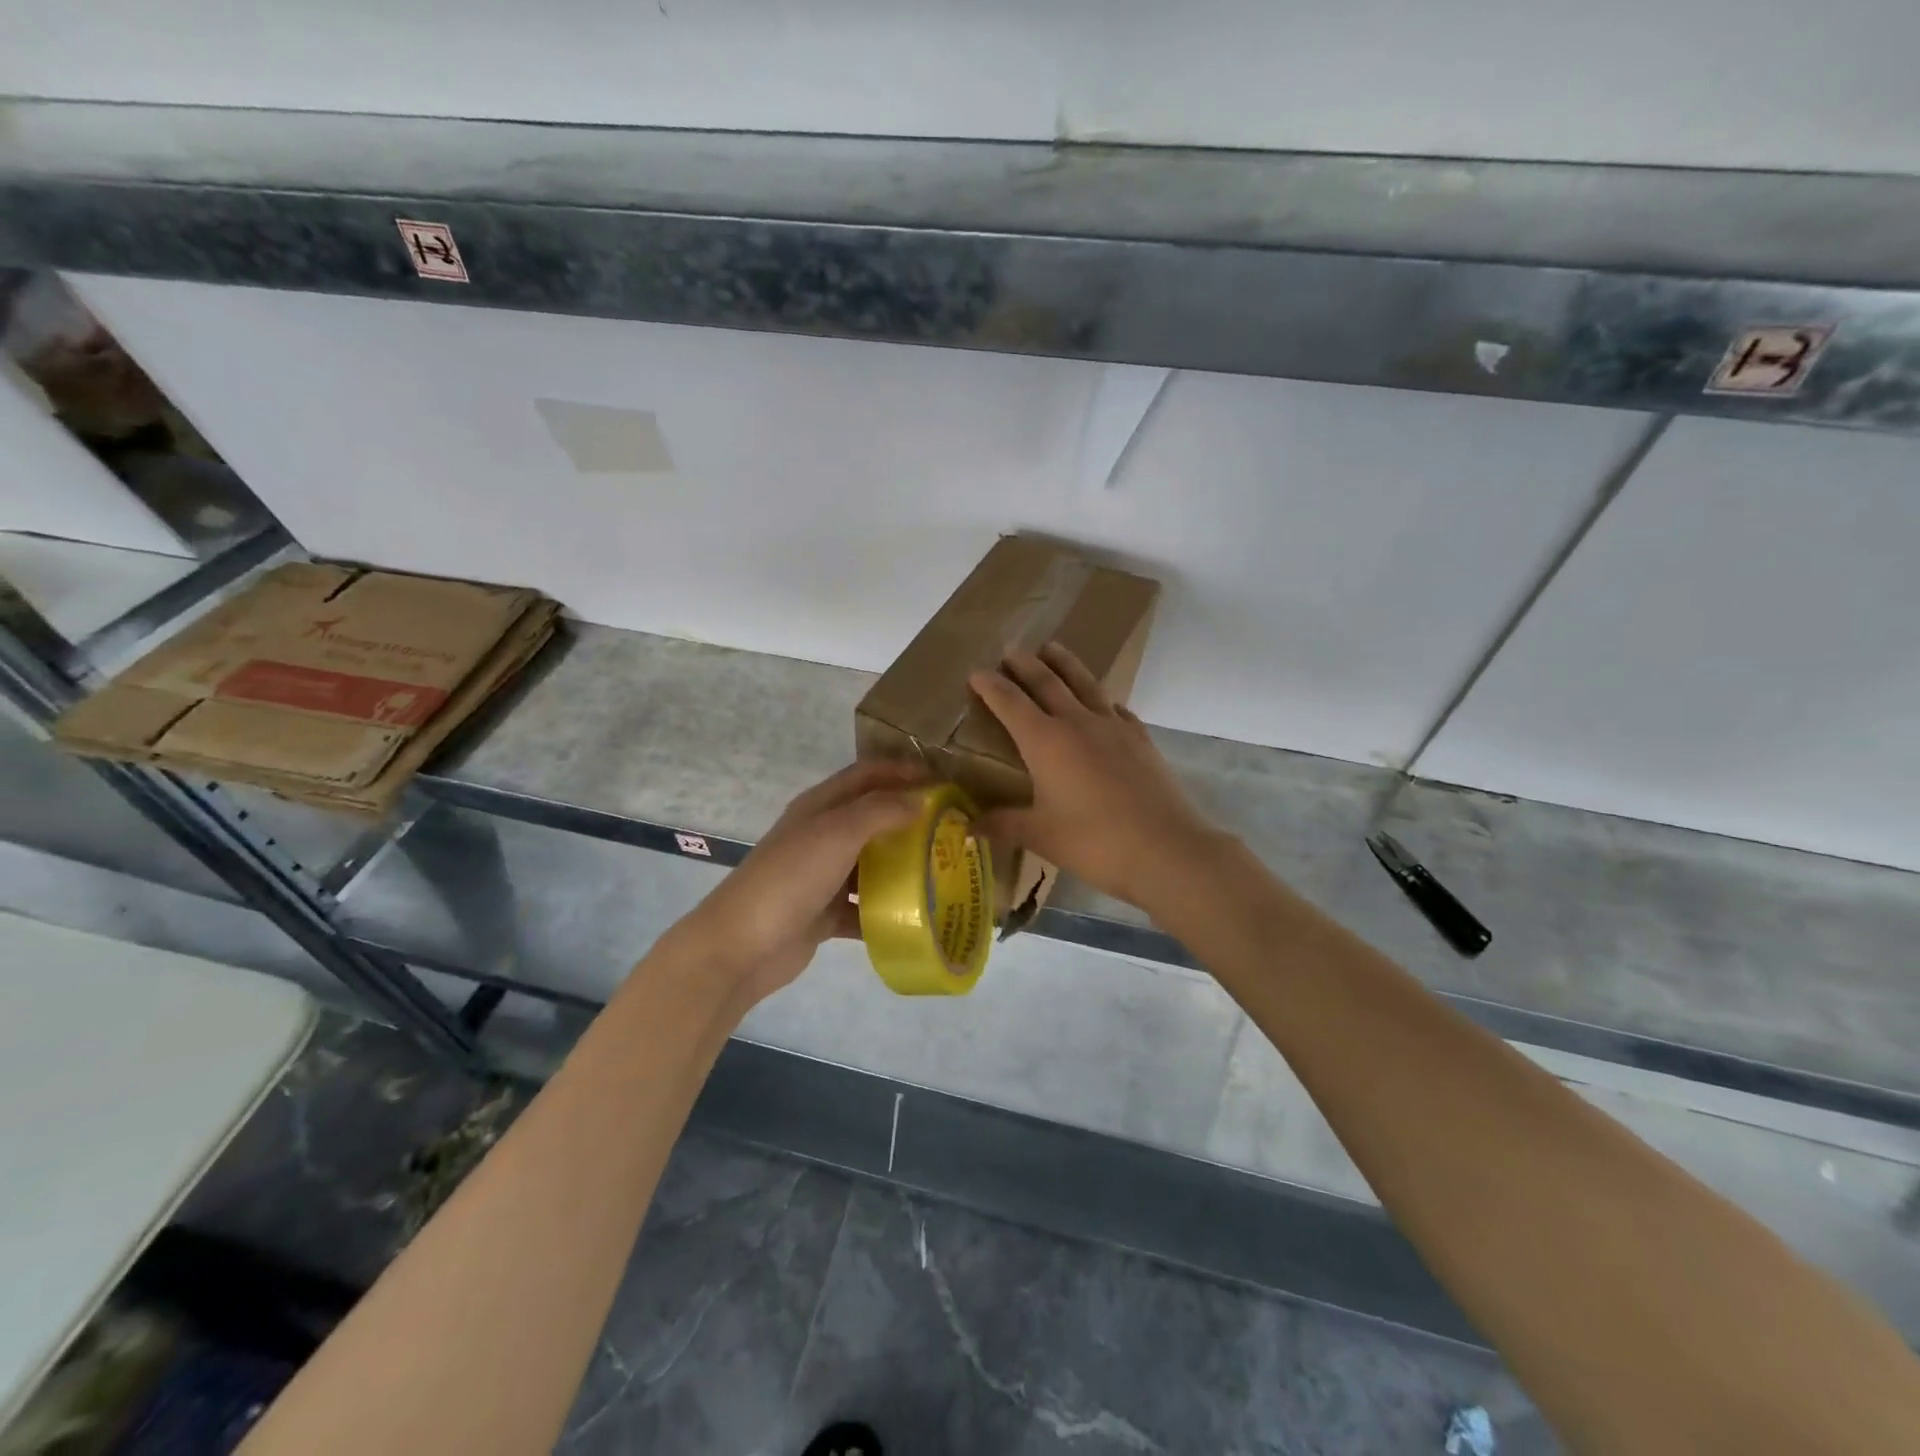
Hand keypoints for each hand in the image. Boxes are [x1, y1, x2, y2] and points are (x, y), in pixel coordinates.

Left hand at [669, 760, 927, 1006]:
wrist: (742, 946)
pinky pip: (865, 905)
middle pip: (873, 817)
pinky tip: (918, 914)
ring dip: (904, 864)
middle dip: (911, 818)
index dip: (904, 771)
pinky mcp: (826, 913)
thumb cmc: (790, 878)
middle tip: (952, 828)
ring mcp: (823, 876)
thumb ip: (880, 811)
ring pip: (872, 863)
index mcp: (820, 806)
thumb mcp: (837, 833)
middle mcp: (822, 835)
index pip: (868, 775)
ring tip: (944, 869)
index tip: (945, 781)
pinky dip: (888, 908)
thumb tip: (921, 799)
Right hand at [968, 643, 1221, 909]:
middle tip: (1011, 649)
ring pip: (1085, 684)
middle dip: (1025, 665)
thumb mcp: (1041, 836)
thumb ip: (1004, 825)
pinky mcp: (1141, 739)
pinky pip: (1116, 708)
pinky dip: (1103, 699)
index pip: (1010, 703)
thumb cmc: (1094, 842)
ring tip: (1053, 648)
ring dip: (1065, 664)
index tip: (975, 673)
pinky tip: (1105, 703)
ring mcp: (1114, 727)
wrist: (1165, 848)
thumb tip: (971, 827)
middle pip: (1047, 683)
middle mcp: (1078, 723)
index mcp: (1045, 741)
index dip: (990, 686)